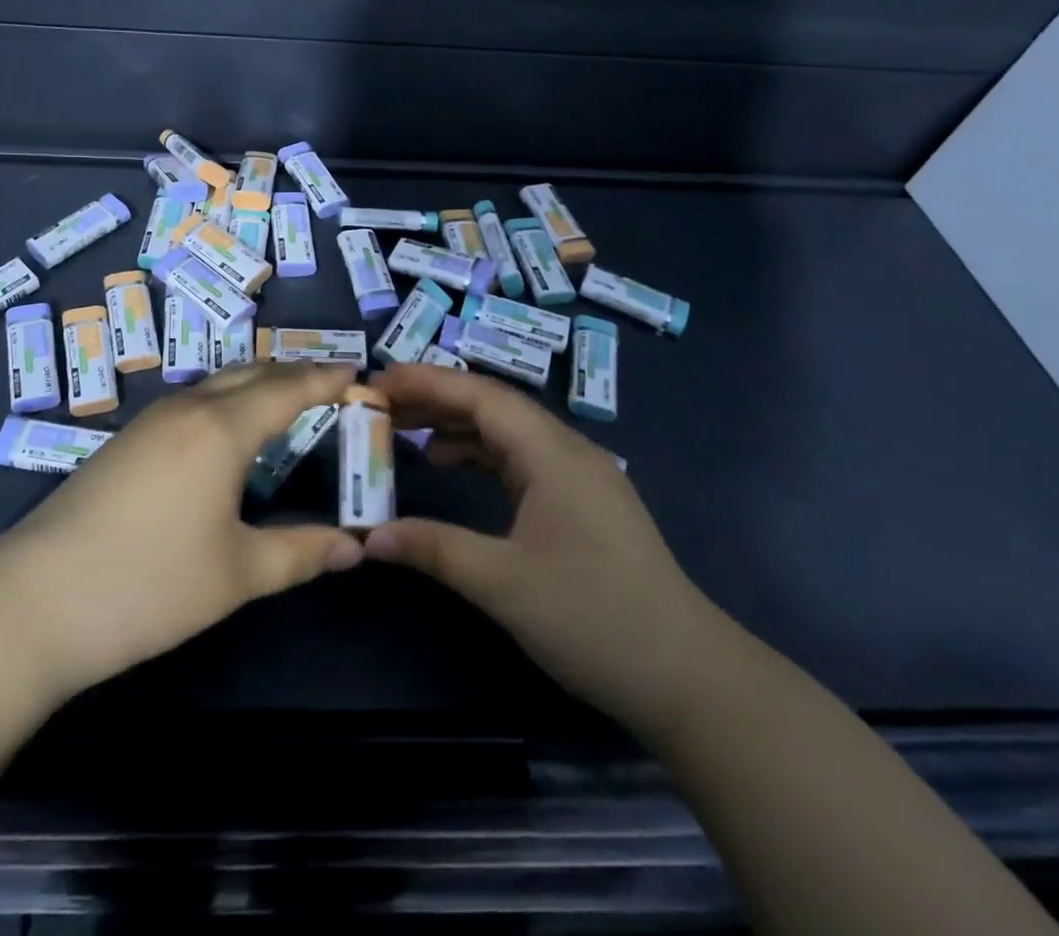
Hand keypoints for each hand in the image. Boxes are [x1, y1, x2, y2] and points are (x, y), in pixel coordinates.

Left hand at [0, 362, 364, 698]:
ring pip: (218, 383)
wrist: (33, 602)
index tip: (360, 375)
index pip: (289, 388)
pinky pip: (193, 400)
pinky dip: (228, 400)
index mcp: (221, 428)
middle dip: (296, 374)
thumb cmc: (148, 585)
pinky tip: (229, 433)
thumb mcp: (236, 574)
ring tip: (289, 402)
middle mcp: (187, 408)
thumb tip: (357, 547)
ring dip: (259, 384)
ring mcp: (150, 420)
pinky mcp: (126, 440)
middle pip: (253, 373)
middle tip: (333, 387)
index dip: (328, 379)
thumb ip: (301, 553)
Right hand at [363, 363, 727, 732]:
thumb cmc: (594, 619)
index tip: (377, 381)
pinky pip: (519, 458)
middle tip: (381, 404)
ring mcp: (578, 475)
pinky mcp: (580, 502)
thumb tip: (369, 536)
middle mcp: (566, 450)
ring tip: (404, 431)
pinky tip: (450, 466)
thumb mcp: (503, 584)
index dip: (426, 382)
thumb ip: (434, 548)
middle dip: (435, 398)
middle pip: (492, 405)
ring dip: (455, 425)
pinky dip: (479, 453)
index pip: (480, 395)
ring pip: (506, 431)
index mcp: (552, 452)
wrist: (689, 678)